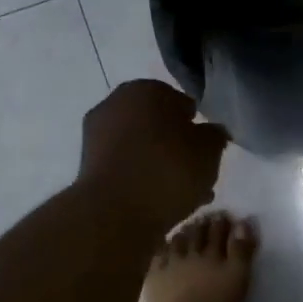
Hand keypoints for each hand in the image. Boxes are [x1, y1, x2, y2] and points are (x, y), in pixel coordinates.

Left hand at [79, 79, 228, 232]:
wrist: (114, 213)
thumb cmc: (168, 170)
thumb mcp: (209, 151)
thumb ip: (215, 136)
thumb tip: (211, 132)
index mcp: (146, 89)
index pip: (181, 103)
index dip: (196, 126)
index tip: (206, 150)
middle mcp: (116, 103)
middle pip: (157, 125)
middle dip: (176, 146)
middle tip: (195, 172)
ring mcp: (96, 134)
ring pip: (141, 147)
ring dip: (160, 165)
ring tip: (183, 194)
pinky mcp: (87, 166)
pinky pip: (125, 167)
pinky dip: (141, 179)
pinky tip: (159, 202)